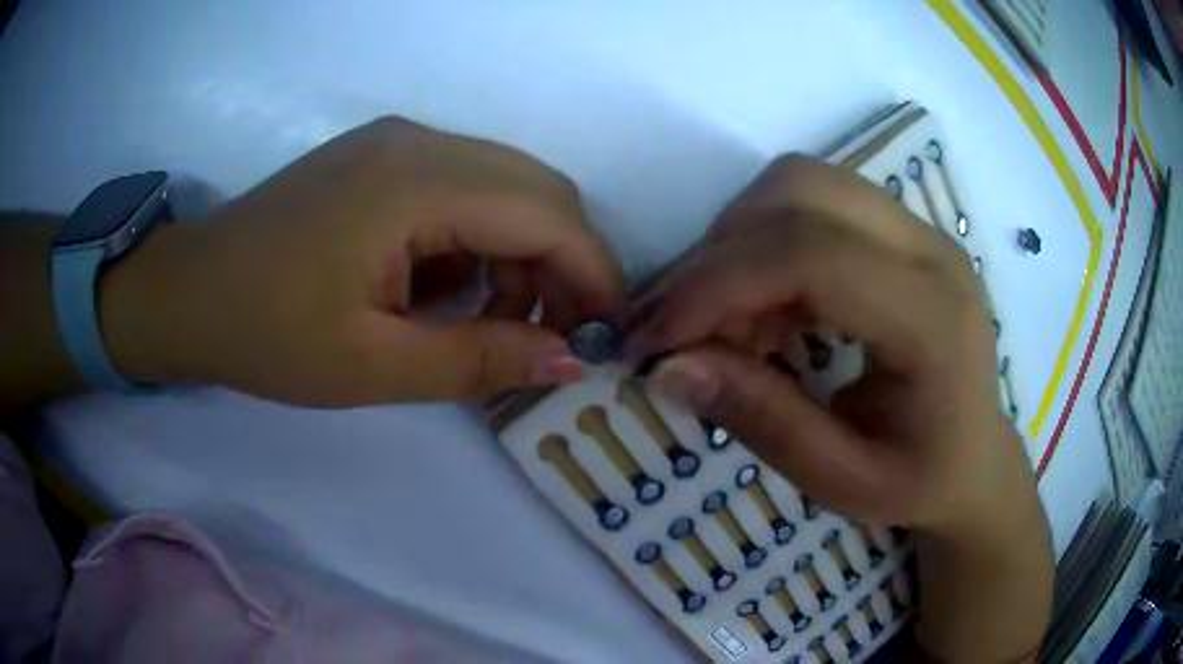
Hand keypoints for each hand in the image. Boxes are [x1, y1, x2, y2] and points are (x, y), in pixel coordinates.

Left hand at [100, 116, 626, 404]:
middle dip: (568, 263)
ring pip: (506, 185)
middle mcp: (419, 142)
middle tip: (562, 335)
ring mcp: (398, 143)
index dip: (594, 275)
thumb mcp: (371, 366)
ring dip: (526, 252)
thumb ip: (478, 361)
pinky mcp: (382, 158)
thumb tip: (570, 360)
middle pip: (538, 189)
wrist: (189, 294)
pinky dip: (483, 240)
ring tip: (501, 321)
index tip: (610, 336)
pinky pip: (465, 188)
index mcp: (413, 183)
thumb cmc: (266, 334)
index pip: (546, 214)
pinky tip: (451, 289)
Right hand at [629, 155, 1050, 661]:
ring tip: (730, 321)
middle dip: (719, 253)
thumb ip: (763, 421)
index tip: (654, 340)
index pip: (811, 256)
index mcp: (933, 321)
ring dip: (740, 241)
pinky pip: (812, 199)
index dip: (716, 285)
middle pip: (799, 192)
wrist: (975, 455)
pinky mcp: (901, 228)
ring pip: (800, 182)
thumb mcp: (842, 480)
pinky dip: (765, 241)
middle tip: (687, 330)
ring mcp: (919, 229)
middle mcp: (931, 249)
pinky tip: (766, 307)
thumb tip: (666, 369)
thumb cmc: (920, 479)